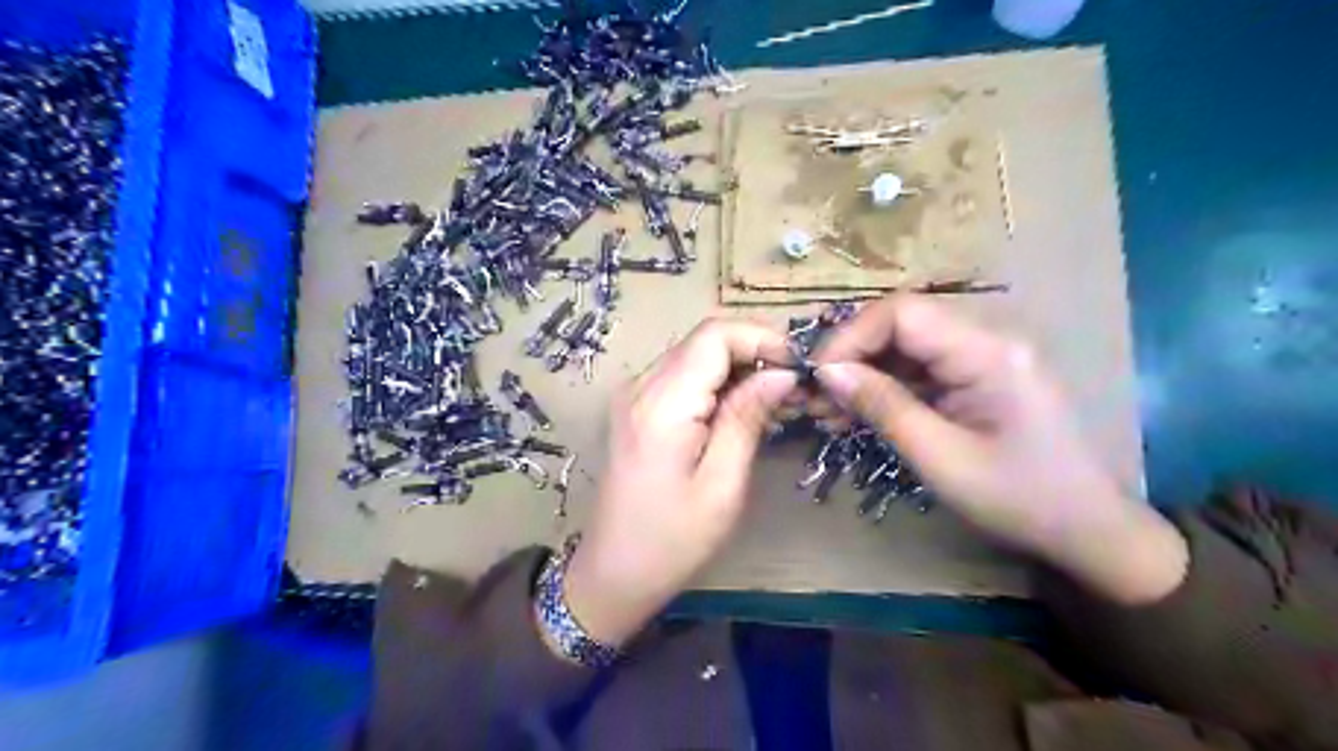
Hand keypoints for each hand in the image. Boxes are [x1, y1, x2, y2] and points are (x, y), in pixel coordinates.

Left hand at [561, 318, 796, 646]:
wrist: (614, 572)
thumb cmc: (672, 540)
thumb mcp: (722, 485)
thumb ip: (747, 418)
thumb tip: (782, 374)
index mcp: (661, 403)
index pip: (714, 335)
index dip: (761, 338)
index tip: (799, 367)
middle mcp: (641, 386)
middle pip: (704, 341)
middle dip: (755, 352)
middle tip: (796, 388)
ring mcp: (635, 395)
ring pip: (696, 356)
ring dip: (740, 368)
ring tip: (778, 402)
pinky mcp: (637, 409)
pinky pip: (684, 378)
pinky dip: (719, 384)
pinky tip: (744, 411)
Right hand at [808, 297, 1186, 608]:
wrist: (1089, 530)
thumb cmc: (1020, 499)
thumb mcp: (940, 458)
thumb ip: (883, 407)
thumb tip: (827, 373)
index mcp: (988, 352)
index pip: (902, 313)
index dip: (851, 337)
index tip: (818, 378)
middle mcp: (989, 338)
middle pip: (902, 324)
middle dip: (854, 356)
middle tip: (819, 398)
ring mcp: (986, 356)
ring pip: (908, 345)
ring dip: (866, 373)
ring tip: (833, 412)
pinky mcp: (981, 376)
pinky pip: (923, 367)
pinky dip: (889, 387)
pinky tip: (863, 413)